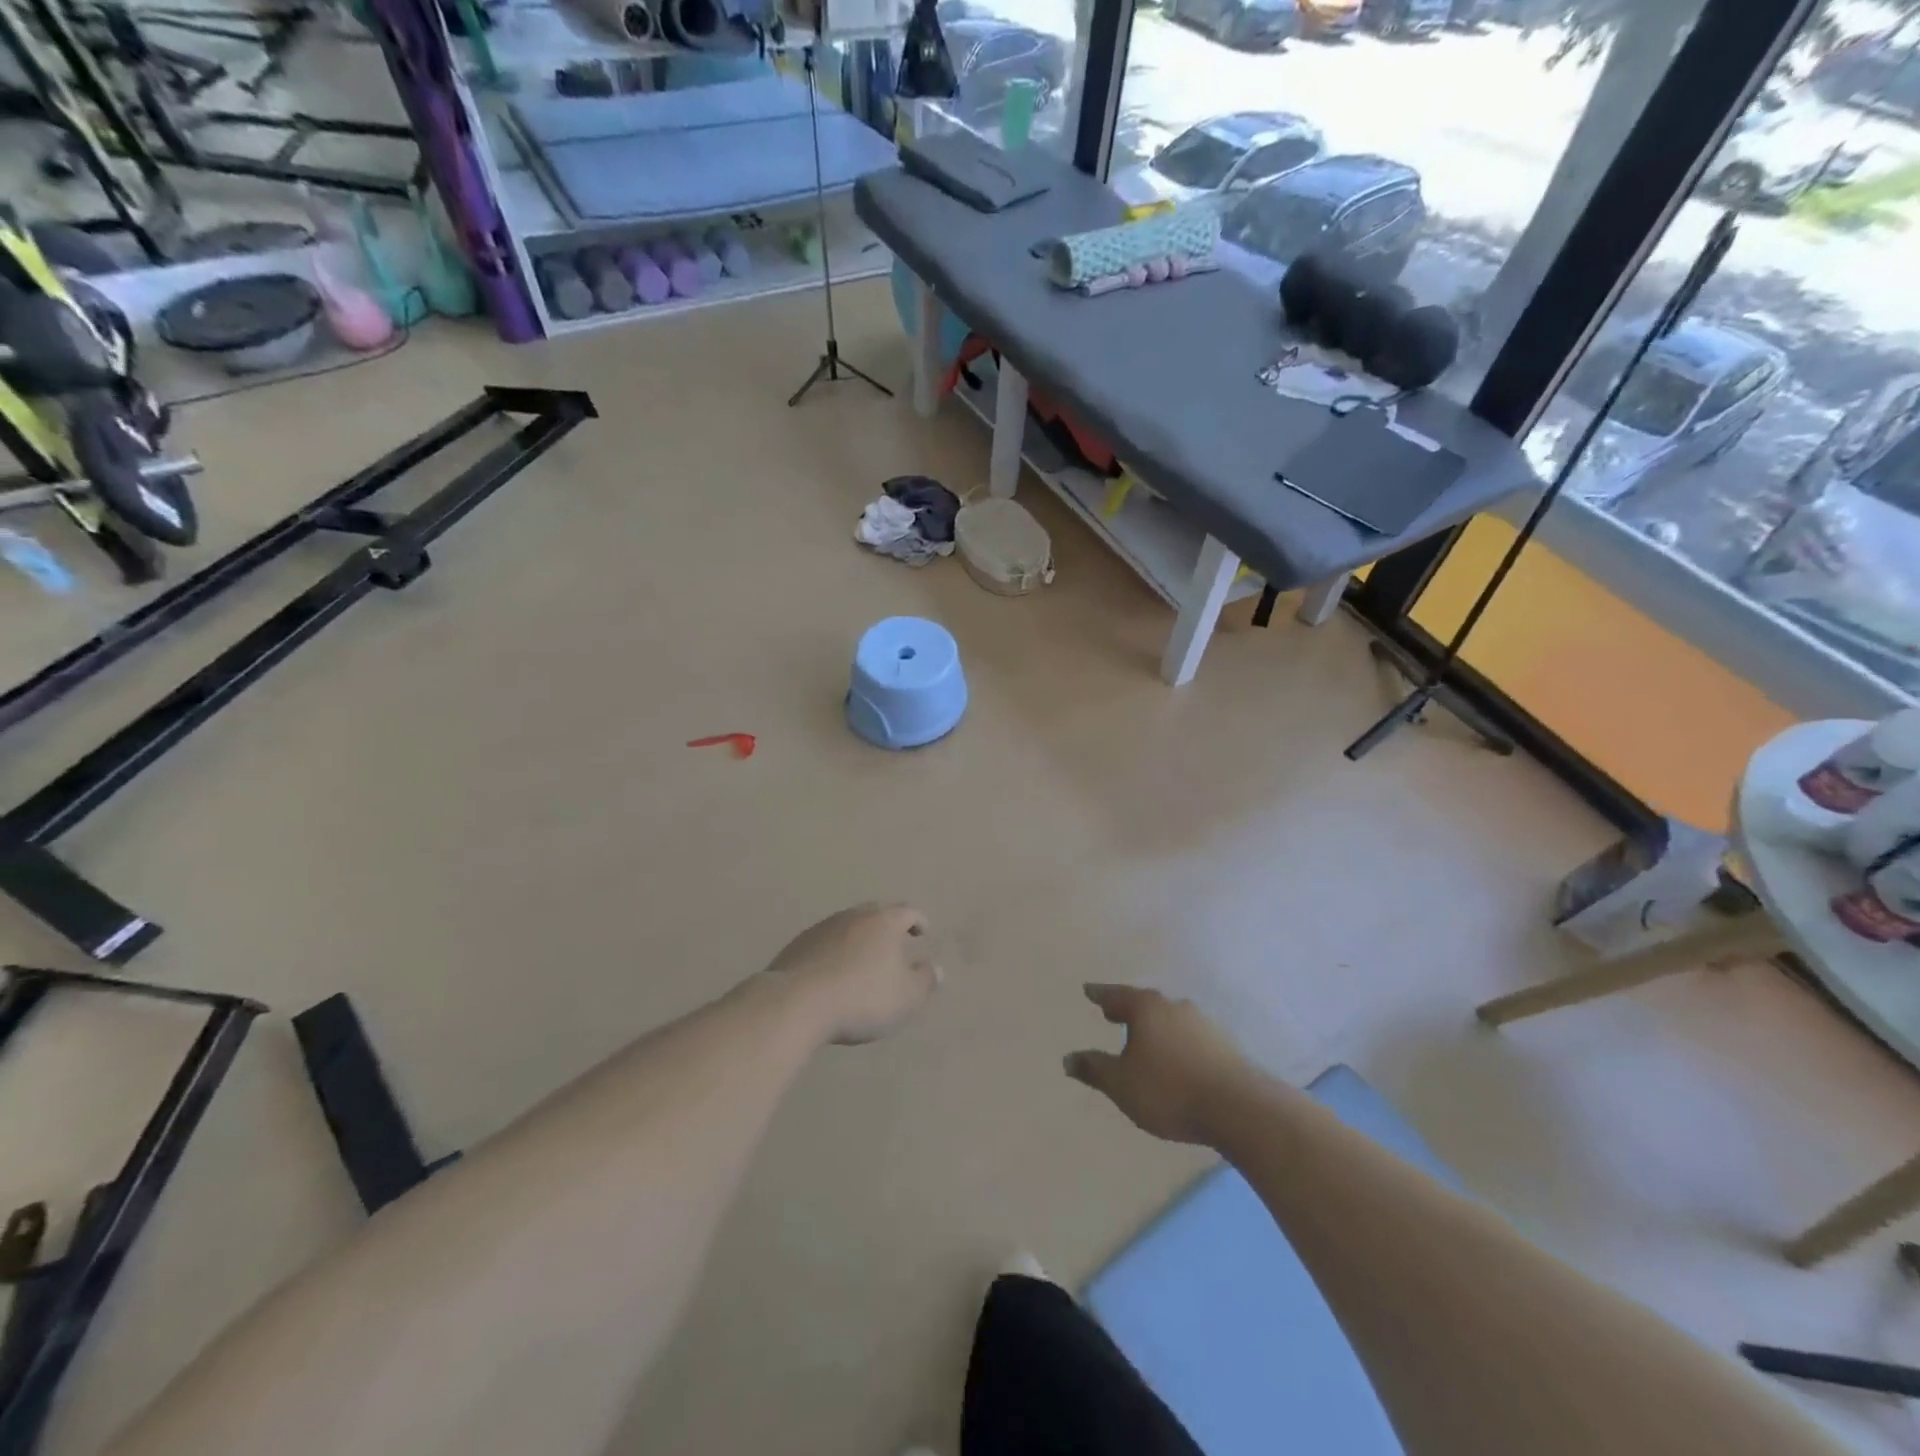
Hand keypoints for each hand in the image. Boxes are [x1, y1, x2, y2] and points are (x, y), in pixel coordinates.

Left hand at [762, 903, 940, 1044]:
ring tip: (864, 959)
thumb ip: (925, 981)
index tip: (923, 932)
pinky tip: (834, 972)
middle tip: (895, 943)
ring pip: (849, 926)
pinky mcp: (799, 944)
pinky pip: (826, 942)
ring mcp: (823, 927)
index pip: (908, 912)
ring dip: (860, 939)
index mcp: (884, 921)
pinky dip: (836, 951)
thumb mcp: (906, 997)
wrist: (796, 1003)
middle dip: (888, 926)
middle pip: (876, 913)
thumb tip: (936, 968)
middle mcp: (854, 915)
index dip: (918, 921)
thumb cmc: (861, 997)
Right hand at [1064, 984, 1251, 1145]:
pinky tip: (1174, 1057)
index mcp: (1147, 1009)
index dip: (1100, 995)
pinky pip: (1188, 1036)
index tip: (1089, 990)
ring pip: (1169, 1019)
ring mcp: (1203, 1024)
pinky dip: (1175, 1041)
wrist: (1238, 1108)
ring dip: (1154, 1026)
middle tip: (1113, 1012)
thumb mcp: (1121, 1084)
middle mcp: (1174, 1007)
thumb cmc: (1169, 1090)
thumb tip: (1067, 1058)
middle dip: (1128, 1008)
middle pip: (1145, 1003)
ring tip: (1143, 1038)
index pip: (1116, 995)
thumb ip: (1094, 1069)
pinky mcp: (1223, 1046)